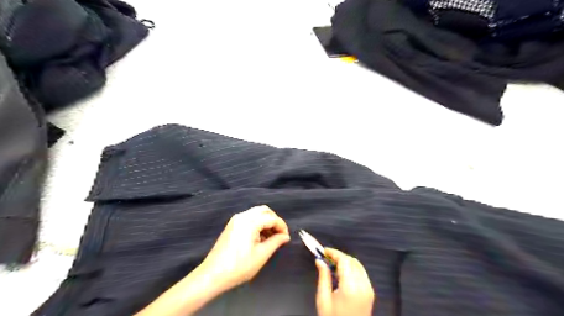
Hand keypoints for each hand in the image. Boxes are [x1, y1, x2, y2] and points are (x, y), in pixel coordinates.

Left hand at [199, 206, 290, 291]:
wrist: (213, 275)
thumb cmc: (239, 266)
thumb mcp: (261, 255)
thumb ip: (276, 242)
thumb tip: (285, 236)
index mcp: (250, 222)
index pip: (272, 218)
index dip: (282, 226)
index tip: (286, 238)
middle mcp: (242, 216)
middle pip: (264, 210)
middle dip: (274, 220)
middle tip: (279, 234)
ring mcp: (235, 220)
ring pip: (256, 213)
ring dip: (266, 222)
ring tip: (270, 238)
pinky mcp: (231, 226)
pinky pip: (249, 218)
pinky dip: (257, 224)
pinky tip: (259, 238)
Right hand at [316, 248, 375, 313]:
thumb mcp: (323, 299)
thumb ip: (323, 277)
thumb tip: (320, 260)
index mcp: (350, 287)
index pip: (344, 260)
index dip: (333, 252)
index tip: (323, 251)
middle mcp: (363, 285)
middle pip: (352, 261)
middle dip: (339, 256)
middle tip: (326, 257)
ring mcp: (369, 289)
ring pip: (358, 265)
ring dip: (346, 261)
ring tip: (333, 264)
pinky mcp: (370, 292)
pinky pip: (362, 273)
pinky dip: (352, 268)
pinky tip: (343, 272)